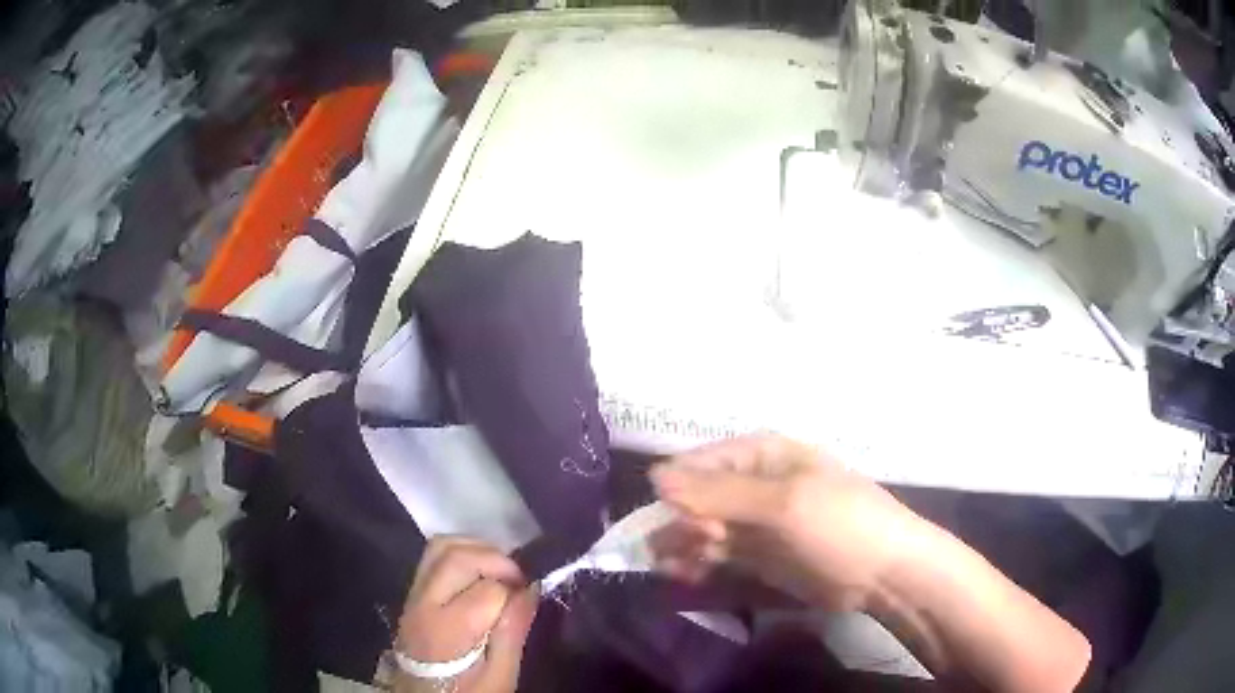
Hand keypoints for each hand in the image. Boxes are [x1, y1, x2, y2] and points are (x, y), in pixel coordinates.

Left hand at [395, 537, 537, 692]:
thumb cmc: (467, 692)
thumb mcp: (501, 677)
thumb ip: (512, 633)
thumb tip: (531, 590)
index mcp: (448, 631)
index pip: (488, 590)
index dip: (515, 590)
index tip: (530, 597)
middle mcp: (424, 604)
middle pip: (457, 557)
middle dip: (496, 559)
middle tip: (519, 578)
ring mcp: (413, 596)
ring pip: (440, 547)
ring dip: (475, 548)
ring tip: (499, 570)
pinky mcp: (412, 593)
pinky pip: (432, 556)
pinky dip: (460, 552)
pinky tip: (478, 571)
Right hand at [650, 434, 920, 610]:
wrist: (883, 574)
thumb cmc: (840, 525)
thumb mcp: (784, 504)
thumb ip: (720, 494)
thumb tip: (655, 477)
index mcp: (763, 456)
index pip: (700, 463)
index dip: (679, 489)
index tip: (669, 517)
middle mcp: (753, 485)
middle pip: (696, 499)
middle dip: (681, 523)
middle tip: (684, 548)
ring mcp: (755, 524)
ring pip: (702, 530)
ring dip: (683, 546)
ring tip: (672, 568)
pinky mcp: (757, 556)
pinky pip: (716, 555)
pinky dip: (697, 565)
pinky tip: (685, 576)